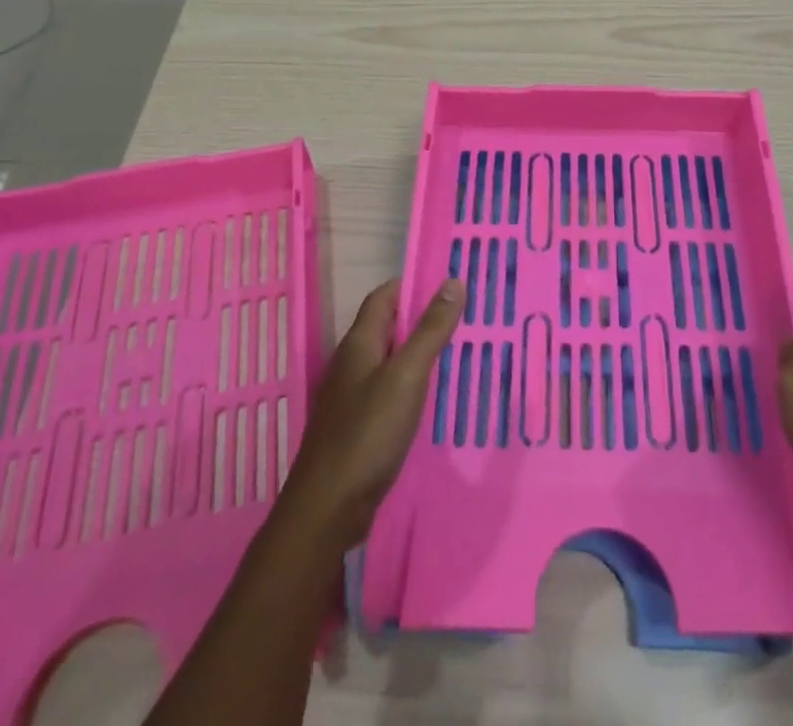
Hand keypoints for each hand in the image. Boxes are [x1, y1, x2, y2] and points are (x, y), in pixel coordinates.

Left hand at [275, 277, 463, 547]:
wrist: (327, 510)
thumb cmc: (368, 434)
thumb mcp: (407, 376)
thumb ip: (430, 330)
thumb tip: (453, 282)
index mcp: (359, 342)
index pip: (385, 296)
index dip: (414, 285)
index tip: (451, 285)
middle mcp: (352, 363)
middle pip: (389, 326)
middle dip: (423, 318)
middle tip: (465, 318)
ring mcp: (352, 396)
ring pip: (391, 360)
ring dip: (420, 352)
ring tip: (458, 352)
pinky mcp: (358, 426)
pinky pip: (389, 390)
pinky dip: (413, 384)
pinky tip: (434, 397)